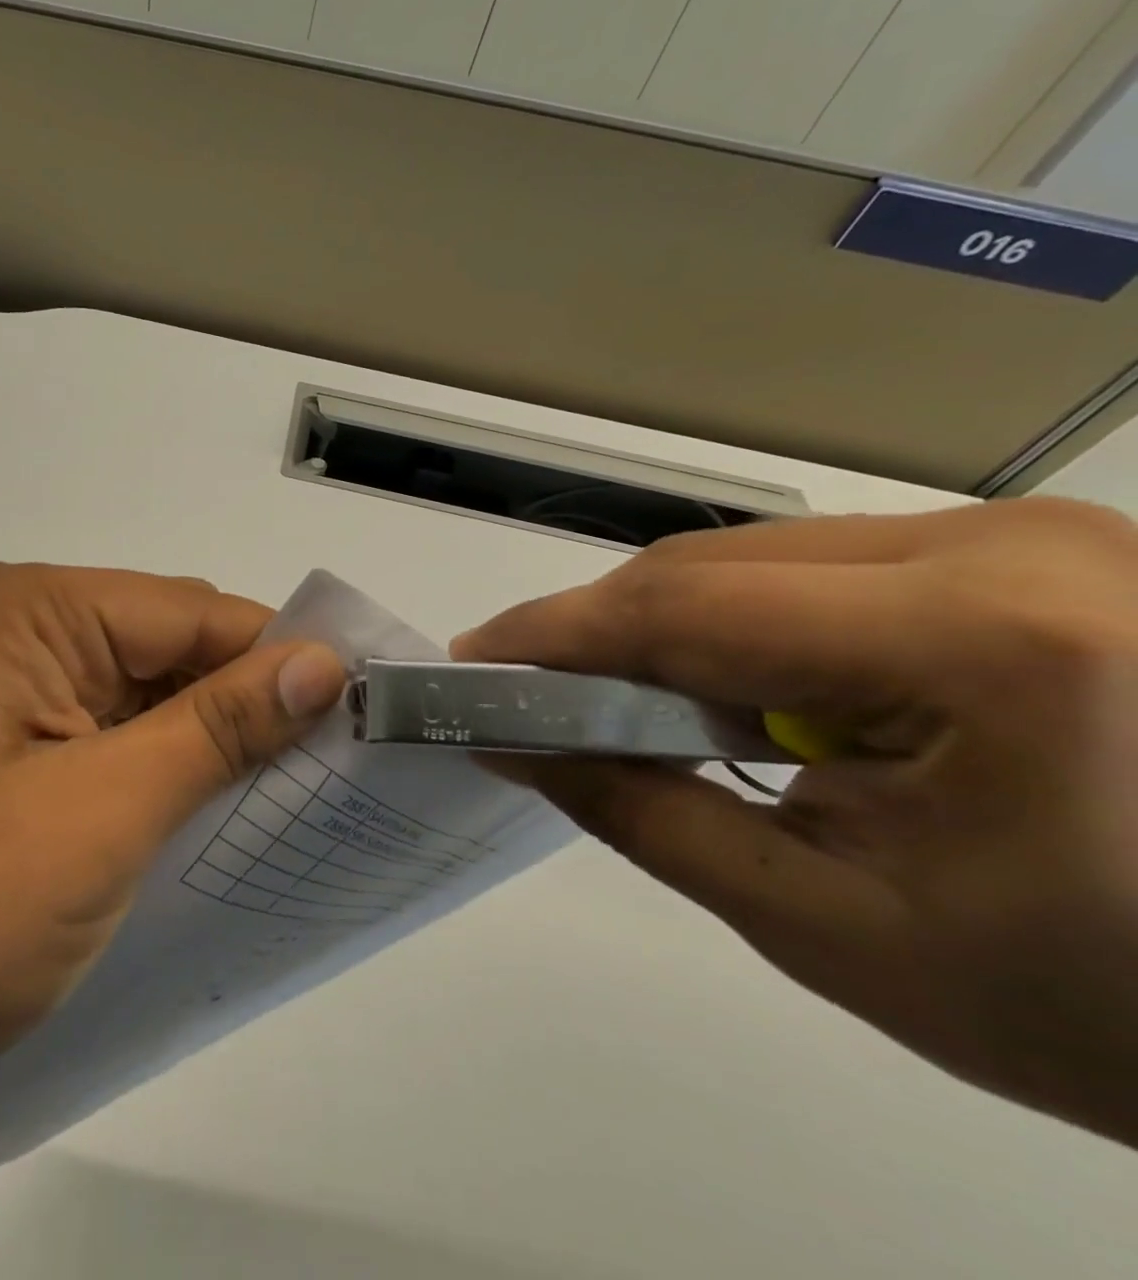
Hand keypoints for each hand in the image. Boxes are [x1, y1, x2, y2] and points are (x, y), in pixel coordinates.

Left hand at [0, 563, 347, 1115]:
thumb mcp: (103, 812)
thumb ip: (217, 729)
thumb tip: (322, 665)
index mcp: (29, 610)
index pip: (189, 612)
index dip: (278, 658)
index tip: (361, 713)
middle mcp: (17, 631)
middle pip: (169, 648)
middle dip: (246, 703)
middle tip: (335, 768)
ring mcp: (8, 692)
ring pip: (146, 698)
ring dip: (207, 744)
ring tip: (288, 799)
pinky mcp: (8, 752)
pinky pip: (111, 740)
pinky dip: (164, 772)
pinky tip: (209, 817)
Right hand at [454, 500, 1137, 1147]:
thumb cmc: (1099, 1010)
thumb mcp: (825, 923)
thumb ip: (640, 813)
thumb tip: (509, 745)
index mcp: (985, 643)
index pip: (687, 609)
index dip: (556, 633)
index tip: (472, 659)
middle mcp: (1013, 548)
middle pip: (712, 568)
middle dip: (604, 633)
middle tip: (536, 694)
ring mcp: (1035, 538)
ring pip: (755, 561)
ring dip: (672, 633)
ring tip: (640, 709)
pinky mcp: (1036, 553)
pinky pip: (819, 570)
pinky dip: (745, 628)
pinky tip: (746, 696)